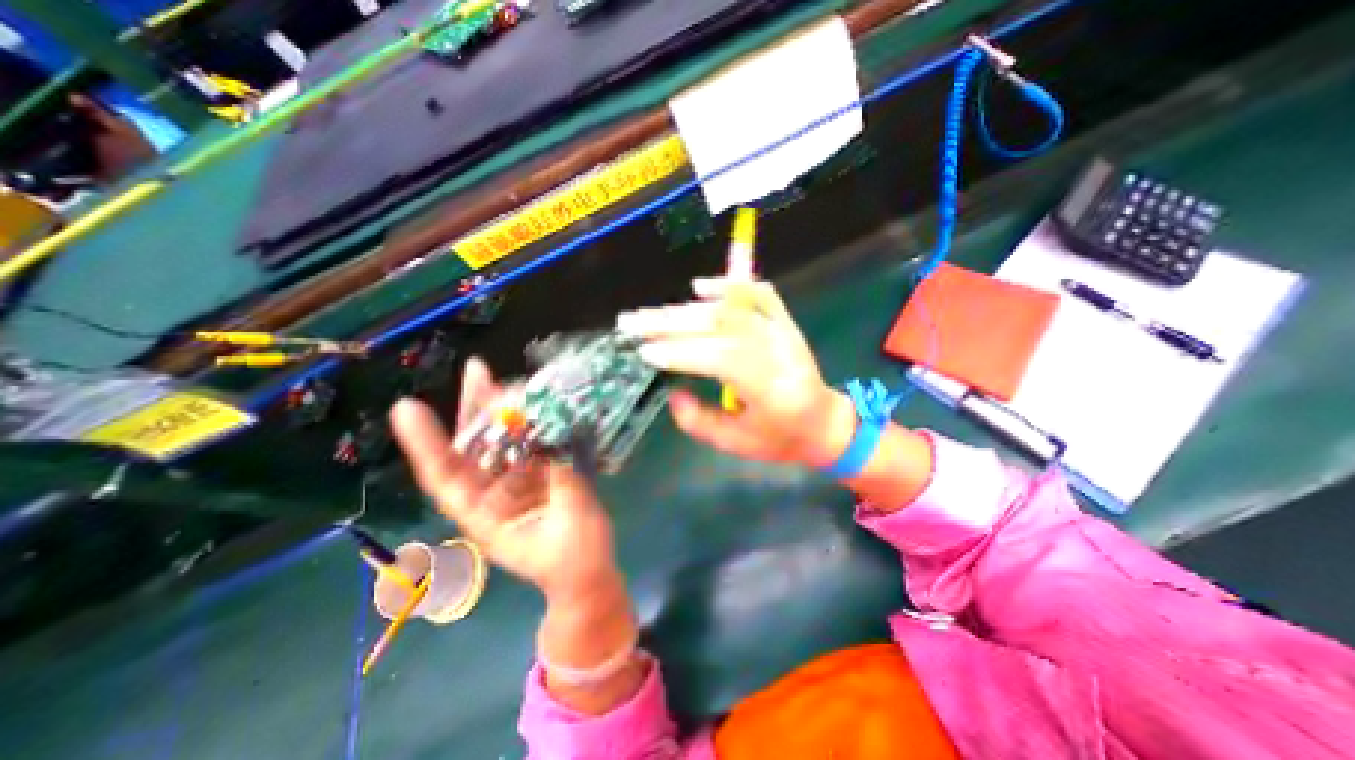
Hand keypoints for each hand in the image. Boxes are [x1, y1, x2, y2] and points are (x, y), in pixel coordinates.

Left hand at [393, 358, 616, 602]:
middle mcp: (493, 492)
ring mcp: (516, 481)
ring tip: (505, 378)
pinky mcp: (539, 474)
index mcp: (484, 515)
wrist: (587, 573)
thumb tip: (555, 440)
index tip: (407, 407)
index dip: (426, 443)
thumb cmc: (574, 560)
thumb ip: (562, 479)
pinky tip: (541, 402)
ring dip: (504, 409)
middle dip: (473, 408)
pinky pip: (531, 442)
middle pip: (473, 447)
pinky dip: (535, 421)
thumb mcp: (569, 523)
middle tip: (478, 370)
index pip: (446, 476)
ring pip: (502, 440)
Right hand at [619, 278, 848, 469]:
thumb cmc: (780, 439)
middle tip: (630, 323)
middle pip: (720, 326)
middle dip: (670, 324)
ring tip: (648, 314)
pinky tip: (700, 287)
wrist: (823, 422)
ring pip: (730, 309)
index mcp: (772, 389)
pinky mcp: (784, 321)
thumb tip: (670, 392)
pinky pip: (758, 293)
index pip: (720, 358)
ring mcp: (784, 331)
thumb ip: (699, 421)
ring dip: (685, 309)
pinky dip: (729, 284)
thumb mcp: (736, 444)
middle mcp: (780, 352)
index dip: (681, 353)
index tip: (644, 352)